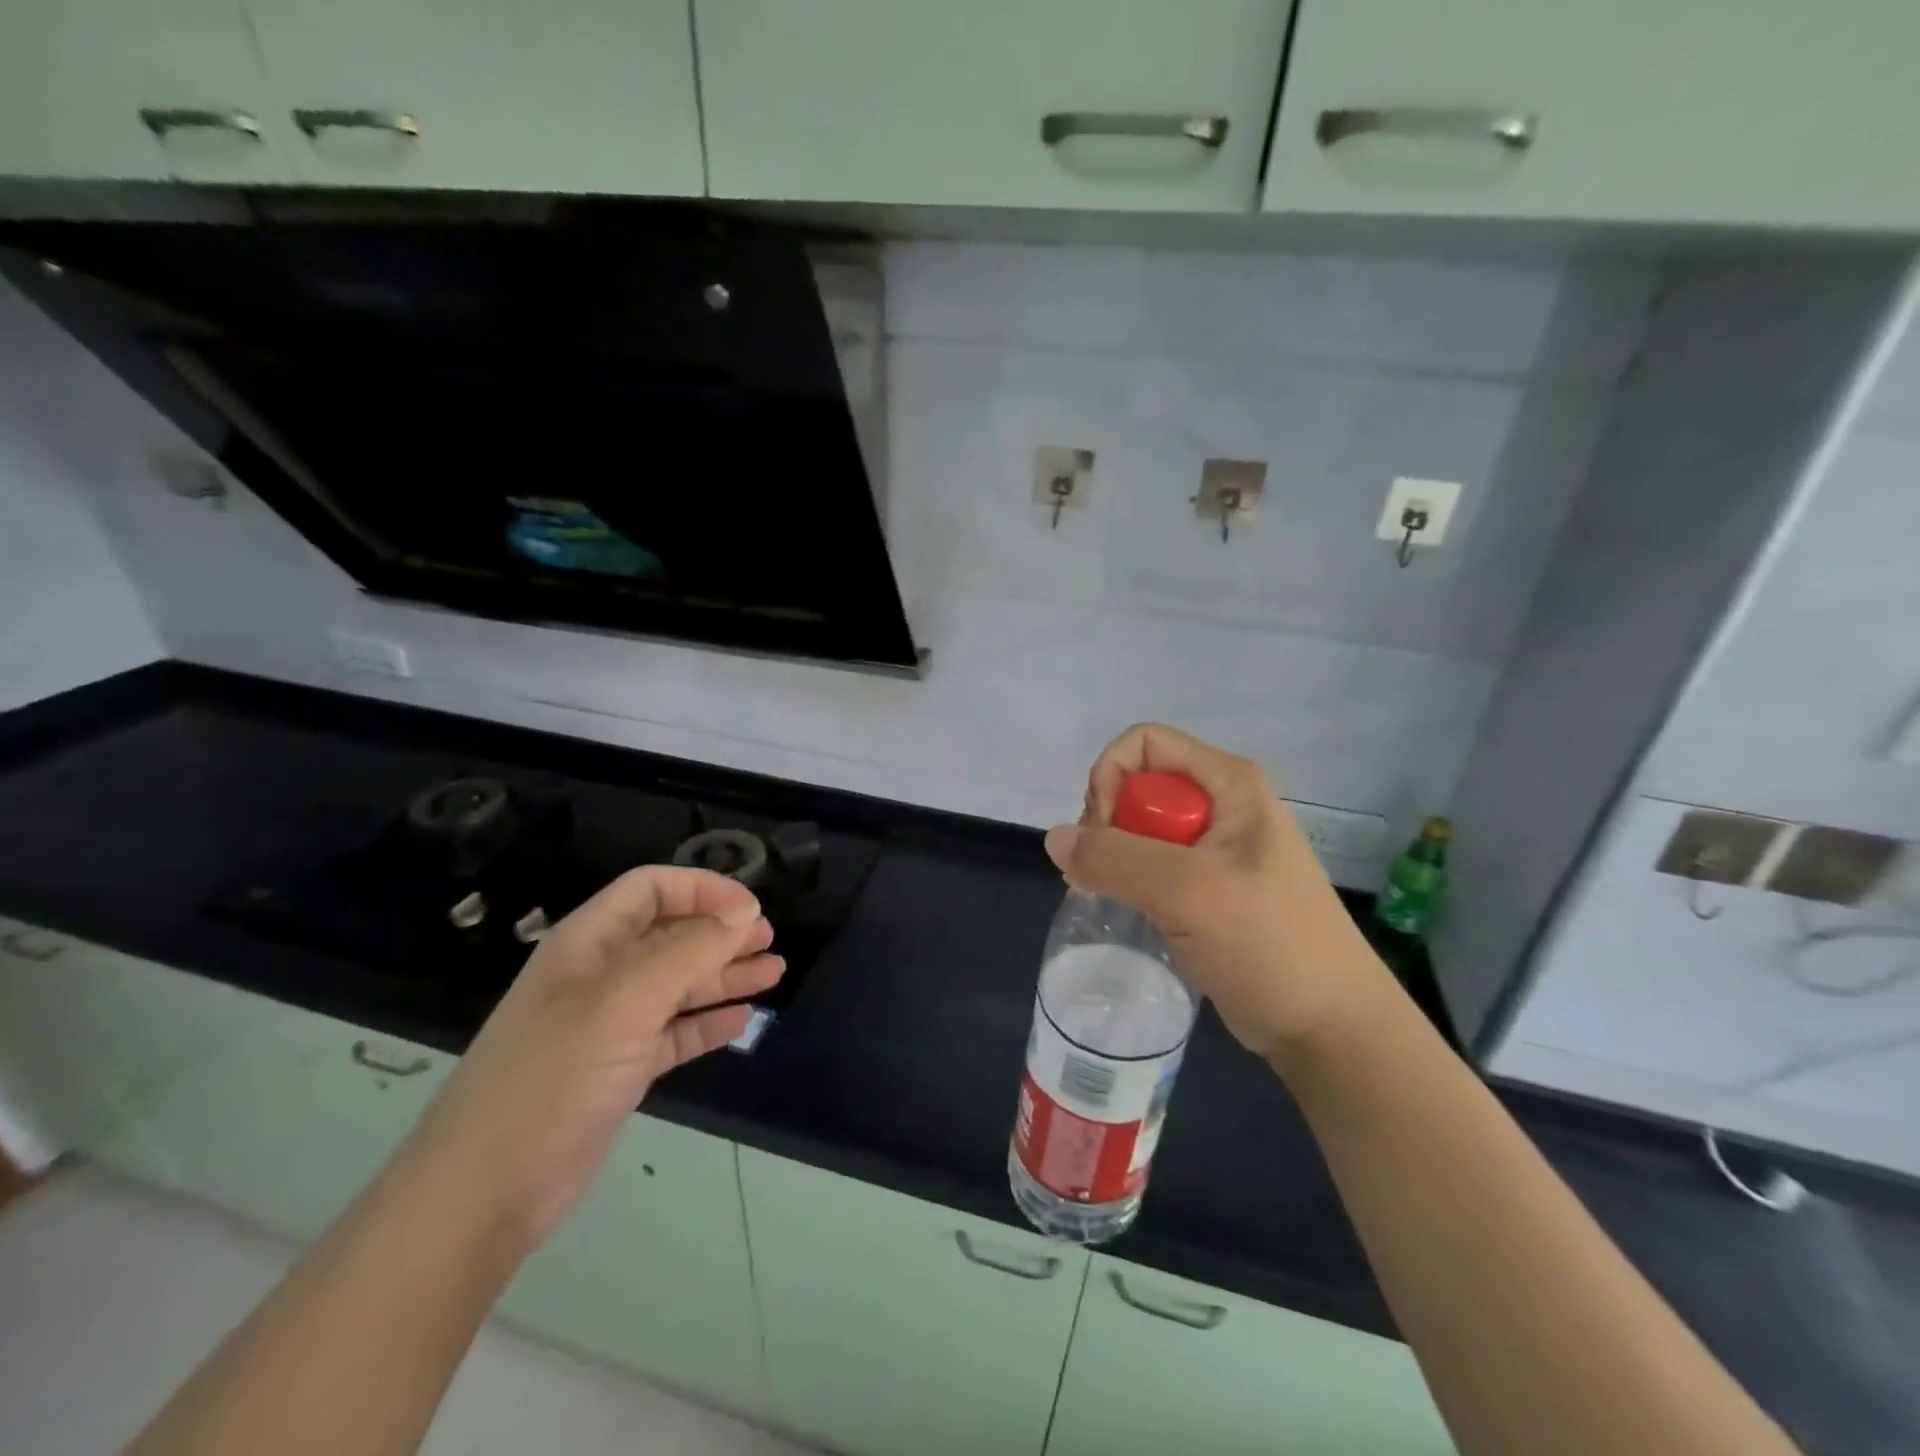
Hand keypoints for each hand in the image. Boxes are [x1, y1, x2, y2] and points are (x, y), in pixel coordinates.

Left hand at [406, 866, 782, 1249]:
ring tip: (773, 974)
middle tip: (770, 941)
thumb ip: (687, 950)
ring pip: (677, 984)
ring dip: (724, 975)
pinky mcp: (618, 1070)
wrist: (482, 1196)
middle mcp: (599, 976)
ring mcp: (608, 1025)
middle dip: (721, 932)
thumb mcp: (623, 1002)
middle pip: (670, 934)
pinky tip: (741, 1021)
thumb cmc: (551, 1079)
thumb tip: (745, 911)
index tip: (751, 909)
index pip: (651, 889)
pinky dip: (707, 1022)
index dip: (702, 889)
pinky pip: (673, 1032)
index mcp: (588, 943)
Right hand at [1043, 723, 1379, 1060]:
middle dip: (1106, 822)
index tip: (1104, 833)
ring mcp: (1213, 848)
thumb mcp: (1189, 892)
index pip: (1145, 744)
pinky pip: (1148, 863)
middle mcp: (1221, 805)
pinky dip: (1123, 878)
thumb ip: (1116, 858)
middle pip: (1138, 784)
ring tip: (1098, 894)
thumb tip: (1055, 839)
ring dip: (1110, 855)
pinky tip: (1113, 906)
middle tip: (1099, 875)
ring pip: (1138, 827)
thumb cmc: (1269, 945)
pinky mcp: (1205, 887)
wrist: (1328, 1028)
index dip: (1112, 778)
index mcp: (1230, 784)